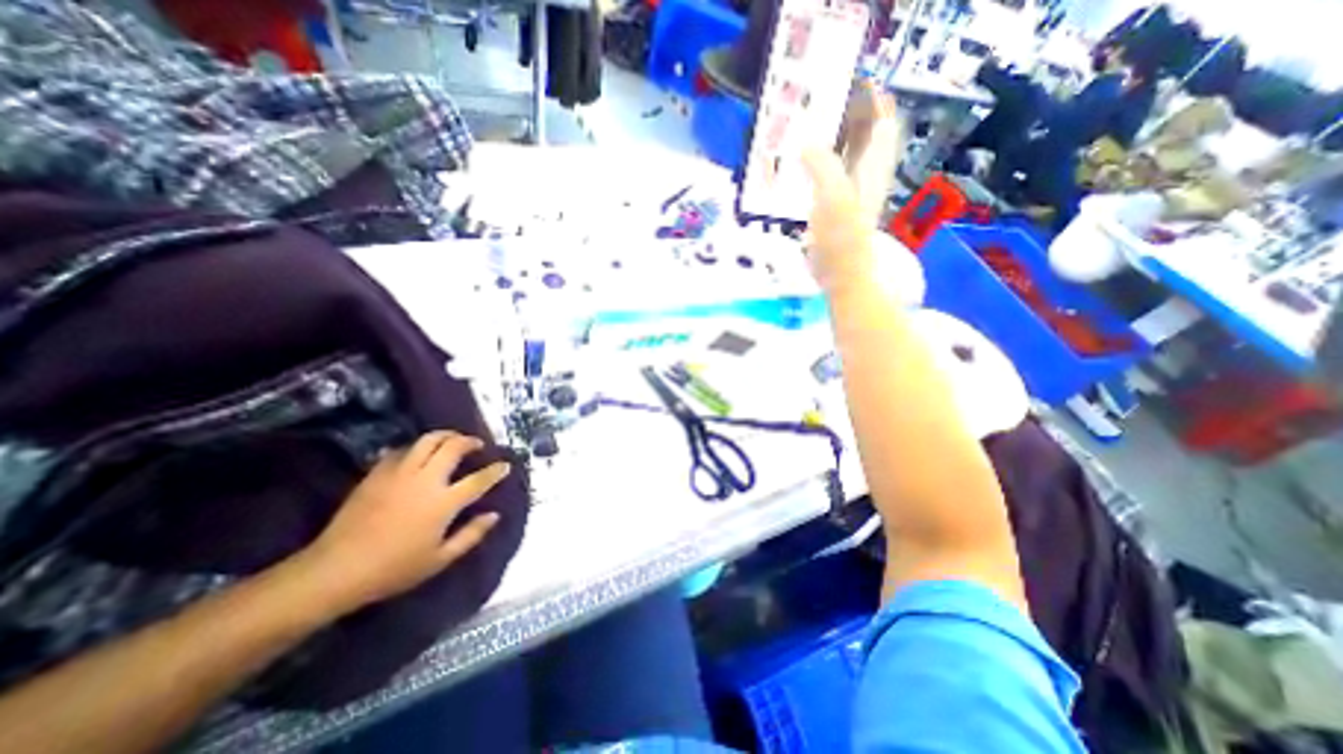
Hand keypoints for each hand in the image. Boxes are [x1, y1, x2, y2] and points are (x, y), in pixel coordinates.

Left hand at [296, 429, 509, 612]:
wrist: (335, 570)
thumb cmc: (394, 569)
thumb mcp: (440, 559)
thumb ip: (471, 535)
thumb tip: (494, 515)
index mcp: (444, 502)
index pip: (479, 479)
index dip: (496, 471)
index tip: (505, 465)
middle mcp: (425, 480)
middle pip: (453, 447)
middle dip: (470, 441)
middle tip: (477, 444)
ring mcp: (399, 473)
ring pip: (428, 440)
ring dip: (445, 436)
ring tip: (452, 440)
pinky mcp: (377, 473)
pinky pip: (402, 449)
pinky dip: (417, 447)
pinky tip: (419, 454)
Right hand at [800, 82, 906, 296]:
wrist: (841, 275)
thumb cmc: (841, 238)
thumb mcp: (833, 196)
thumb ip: (822, 164)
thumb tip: (806, 142)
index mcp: (873, 165)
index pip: (880, 119)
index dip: (870, 98)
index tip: (847, 84)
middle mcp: (866, 173)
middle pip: (863, 133)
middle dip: (845, 114)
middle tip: (817, 104)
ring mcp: (849, 190)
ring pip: (844, 153)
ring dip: (828, 138)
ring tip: (804, 128)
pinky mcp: (833, 205)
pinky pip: (827, 173)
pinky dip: (815, 162)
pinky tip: (797, 163)